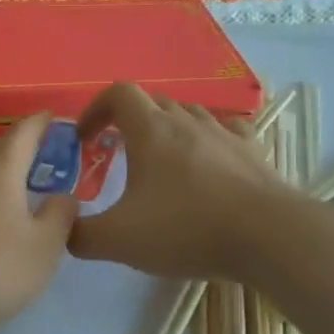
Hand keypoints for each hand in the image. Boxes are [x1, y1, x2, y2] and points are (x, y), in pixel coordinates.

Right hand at [68, 83, 286, 281]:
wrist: (269, 237)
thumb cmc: (187, 228)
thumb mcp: (120, 240)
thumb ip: (81, 235)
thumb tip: (64, 229)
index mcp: (150, 130)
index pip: (117, 93)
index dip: (96, 108)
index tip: (86, 138)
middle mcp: (186, 121)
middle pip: (151, 102)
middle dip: (128, 122)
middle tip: (118, 154)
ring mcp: (224, 133)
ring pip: (188, 115)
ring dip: (168, 130)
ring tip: (161, 163)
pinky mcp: (252, 152)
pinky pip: (226, 131)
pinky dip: (209, 140)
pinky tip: (210, 160)